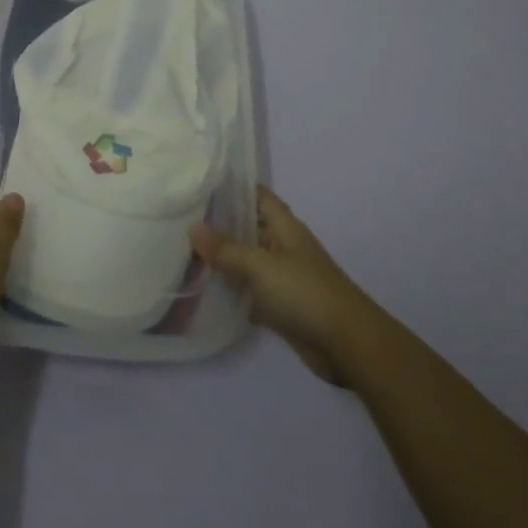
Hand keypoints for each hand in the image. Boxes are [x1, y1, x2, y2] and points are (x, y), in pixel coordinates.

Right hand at [190, 186, 384, 385]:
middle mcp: (283, 246)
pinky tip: (205, 291)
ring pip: (248, 261)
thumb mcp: (260, 266)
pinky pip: (251, 291)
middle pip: (249, 228)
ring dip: (223, 259)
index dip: (233, 187)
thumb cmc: (304, 292)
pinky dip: (232, 291)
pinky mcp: (282, 306)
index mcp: (284, 227)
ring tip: (184, 252)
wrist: (346, 344)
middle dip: (219, 224)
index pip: (257, 196)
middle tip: (181, 219)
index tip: (200, 183)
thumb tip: (192, 228)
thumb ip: (226, 249)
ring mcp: (283, 277)